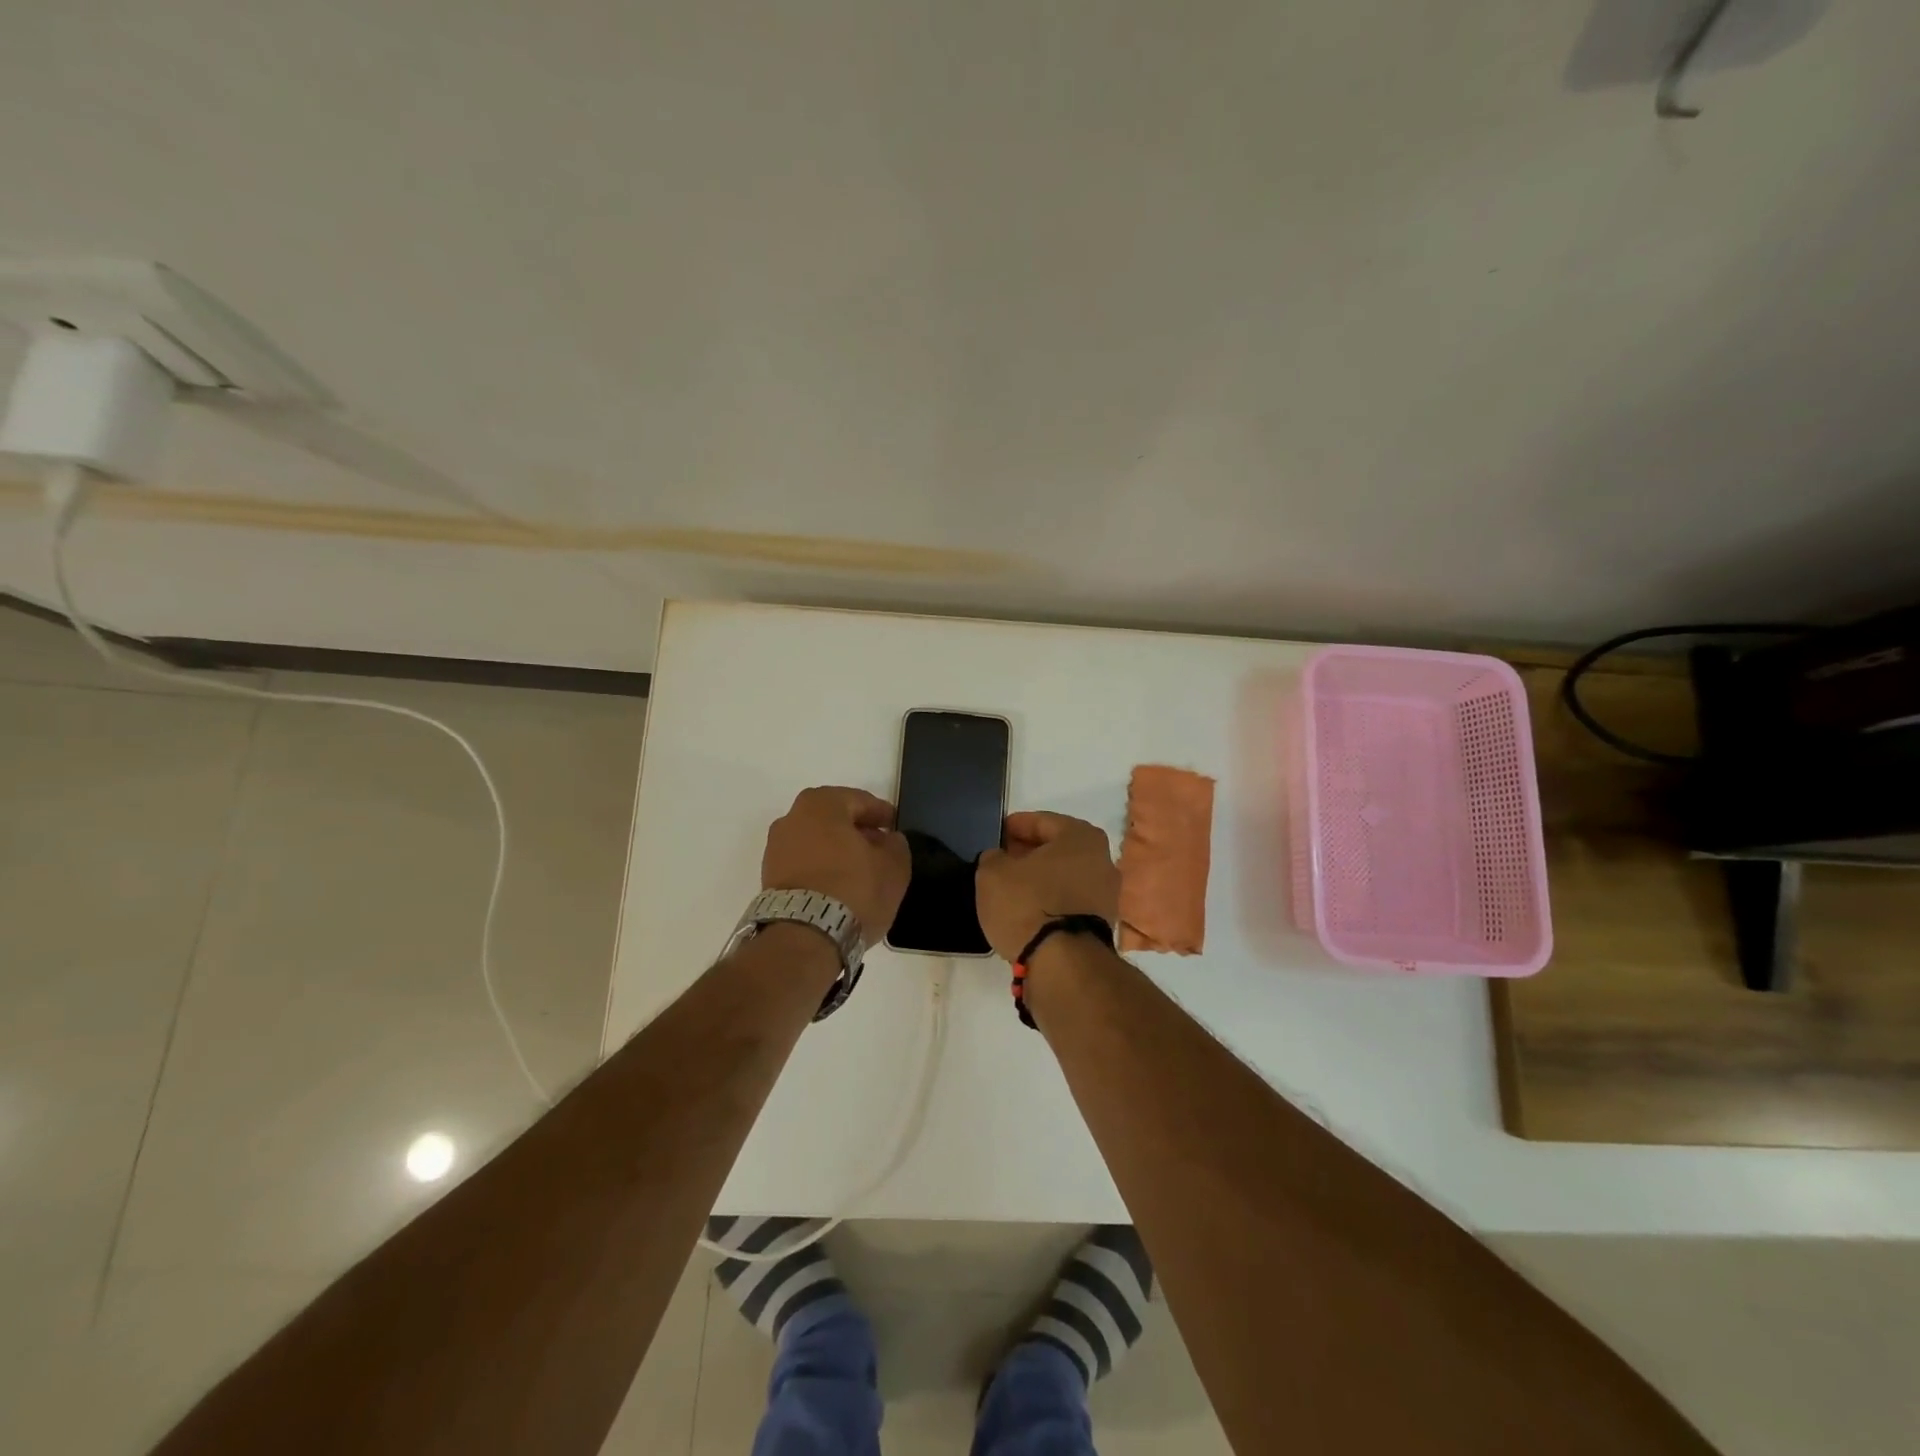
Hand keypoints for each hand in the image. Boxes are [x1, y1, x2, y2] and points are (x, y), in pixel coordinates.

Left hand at [762, 787, 910, 940]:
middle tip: (878, 847)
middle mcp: (792, 818)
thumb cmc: (854, 890)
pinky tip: (838, 886)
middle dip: (856, 831)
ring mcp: (775, 848)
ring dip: (837, 850)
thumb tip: (888, 841)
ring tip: (860, 871)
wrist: (804, 937)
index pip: (859, 800)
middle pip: (833, 819)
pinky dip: (821, 868)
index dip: (881, 814)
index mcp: (821, 804)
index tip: (894, 827)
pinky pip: (803, 863)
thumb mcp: (894, 866)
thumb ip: (896, 845)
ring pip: (816, 841)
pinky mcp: (769, 877)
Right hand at [975, 811, 1119, 962]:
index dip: (1015, 826)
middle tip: (1002, 859)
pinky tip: (1029, 910)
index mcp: (1081, 836)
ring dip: (1041, 879)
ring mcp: (1106, 894)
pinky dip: (1051, 902)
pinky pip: (1069, 902)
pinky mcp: (1102, 924)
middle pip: (1058, 849)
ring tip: (1012, 888)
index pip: (1042, 821)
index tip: (997, 833)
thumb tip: (1000, 859)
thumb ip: (994, 858)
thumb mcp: (992, 873)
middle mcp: (1102, 860)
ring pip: (1065, 877)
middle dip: (1030, 853)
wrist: (1063, 964)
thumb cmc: (1028, 904)